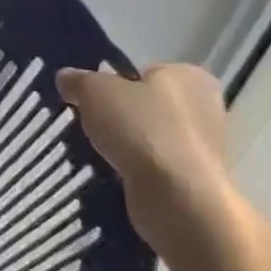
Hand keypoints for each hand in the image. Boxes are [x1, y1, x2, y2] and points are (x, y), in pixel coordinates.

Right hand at [55, 63, 234, 257]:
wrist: (177, 198)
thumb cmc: (142, 129)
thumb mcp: (95, 90)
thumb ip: (78, 80)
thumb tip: (66, 78)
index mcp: (188, 76)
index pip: (142, 72)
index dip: (112, 83)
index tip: (89, 99)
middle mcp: (203, 107)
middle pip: (144, 105)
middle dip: (116, 116)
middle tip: (86, 124)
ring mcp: (201, 147)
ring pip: (146, 138)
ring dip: (122, 146)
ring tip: (93, 152)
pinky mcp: (192, 180)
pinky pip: (151, 167)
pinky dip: (132, 170)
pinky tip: (111, 174)